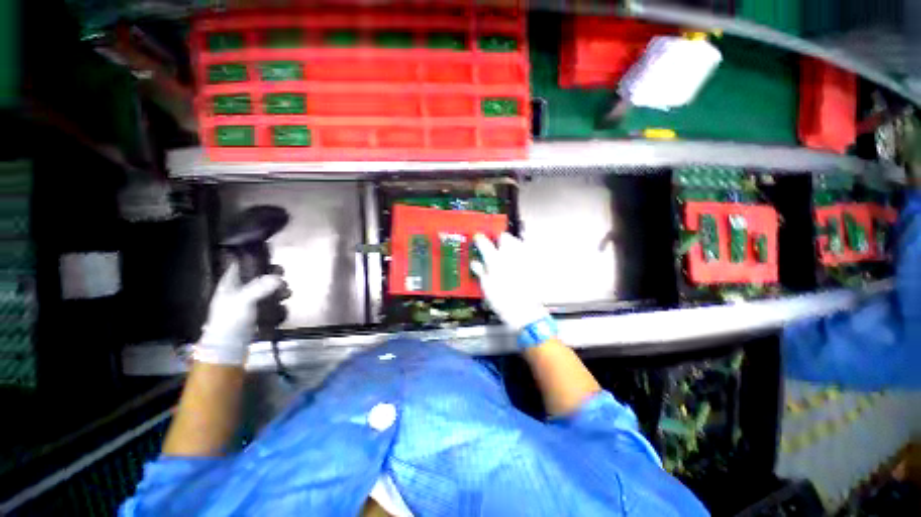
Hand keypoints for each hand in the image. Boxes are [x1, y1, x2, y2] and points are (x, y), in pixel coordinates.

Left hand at [195, 263, 283, 365]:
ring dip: (280, 292)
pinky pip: (274, 305)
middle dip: (274, 277)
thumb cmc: (230, 319)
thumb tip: (279, 278)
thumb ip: (260, 287)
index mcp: (230, 283)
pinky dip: (280, 306)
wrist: (229, 346)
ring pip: (270, 291)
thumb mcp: (243, 300)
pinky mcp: (259, 313)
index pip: (240, 264)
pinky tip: (282, 308)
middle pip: (261, 277)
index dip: (253, 258)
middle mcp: (241, 290)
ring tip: (286, 295)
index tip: (268, 256)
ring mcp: (250, 302)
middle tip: (283, 279)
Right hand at [472, 233, 549, 331]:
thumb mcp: (486, 287)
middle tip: (495, 244)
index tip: (478, 238)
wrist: (524, 312)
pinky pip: (528, 251)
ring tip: (507, 250)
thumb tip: (475, 263)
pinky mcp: (533, 264)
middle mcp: (510, 256)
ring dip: (511, 243)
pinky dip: (522, 251)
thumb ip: (481, 271)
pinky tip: (519, 259)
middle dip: (499, 238)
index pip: (484, 243)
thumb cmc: (502, 301)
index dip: (480, 239)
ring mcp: (524, 259)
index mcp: (495, 261)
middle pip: (504, 237)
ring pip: (517, 241)